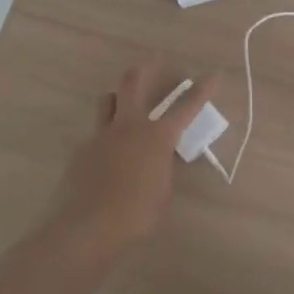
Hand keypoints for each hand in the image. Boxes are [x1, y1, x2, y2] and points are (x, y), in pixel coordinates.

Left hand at [45, 64, 216, 264]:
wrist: (85, 229)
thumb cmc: (135, 215)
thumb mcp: (161, 190)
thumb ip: (162, 166)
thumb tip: (160, 156)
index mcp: (157, 137)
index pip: (186, 106)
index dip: (202, 89)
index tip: (213, 74)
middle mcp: (128, 126)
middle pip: (133, 82)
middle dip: (146, 69)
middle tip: (155, 64)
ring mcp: (101, 135)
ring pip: (107, 100)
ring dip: (118, 97)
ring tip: (125, 105)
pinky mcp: (81, 151)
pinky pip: (95, 134)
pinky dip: (105, 138)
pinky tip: (106, 160)